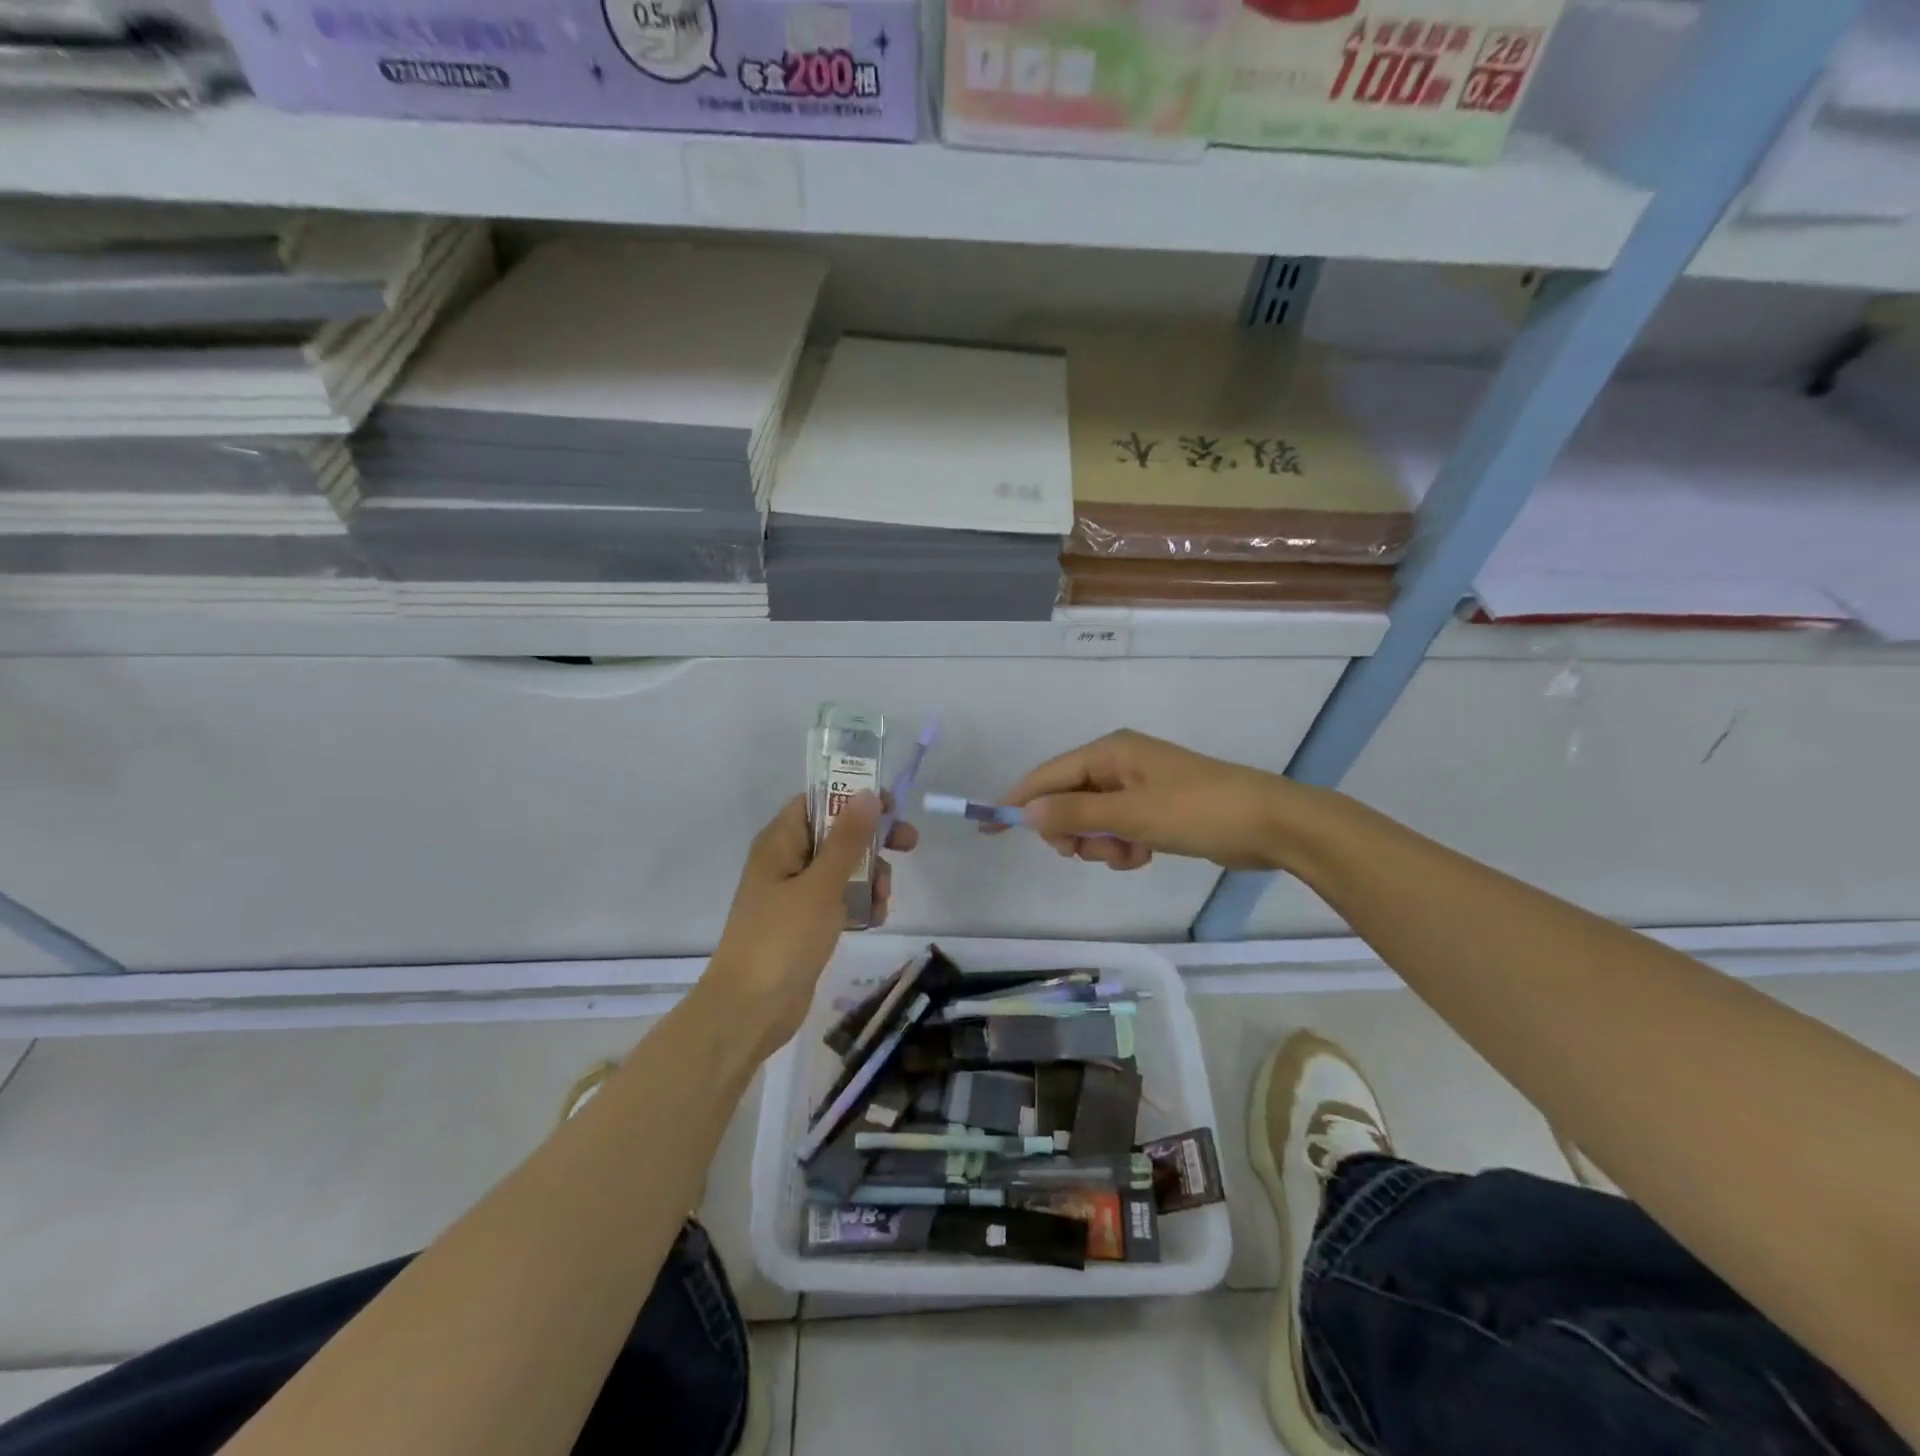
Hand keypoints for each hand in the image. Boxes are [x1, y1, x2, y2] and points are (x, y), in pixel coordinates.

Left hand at [702, 791, 916, 1057]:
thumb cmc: (782, 938)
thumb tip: (867, 794)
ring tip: (882, 899)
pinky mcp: (805, 923)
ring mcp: (795, 894)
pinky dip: (859, 903)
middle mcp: (785, 861)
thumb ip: (847, 839)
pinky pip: (839, 899)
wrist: (750, 1010)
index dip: (853, 796)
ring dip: (869, 876)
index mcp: (779, 842)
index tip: (890, 805)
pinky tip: (875, 918)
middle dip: (872, 840)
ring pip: (842, 868)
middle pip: (836, 834)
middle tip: (909, 844)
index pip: (817, 801)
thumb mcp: (821, 884)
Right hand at [999, 729, 1292, 871]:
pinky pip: (1118, 829)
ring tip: (1130, 853)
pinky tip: (1145, 854)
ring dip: (1101, 844)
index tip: (988, 827)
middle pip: (1067, 800)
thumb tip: (1026, 812)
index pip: (1048, 775)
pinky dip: (1123, 846)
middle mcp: (1119, 763)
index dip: (1017, 801)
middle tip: (1089, 851)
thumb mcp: (1130, 815)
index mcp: (1110, 752)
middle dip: (1072, 831)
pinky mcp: (1155, 809)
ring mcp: (1138, 786)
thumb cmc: (1197, 811)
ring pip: (1092, 821)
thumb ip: (1075, 815)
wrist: (1270, 824)